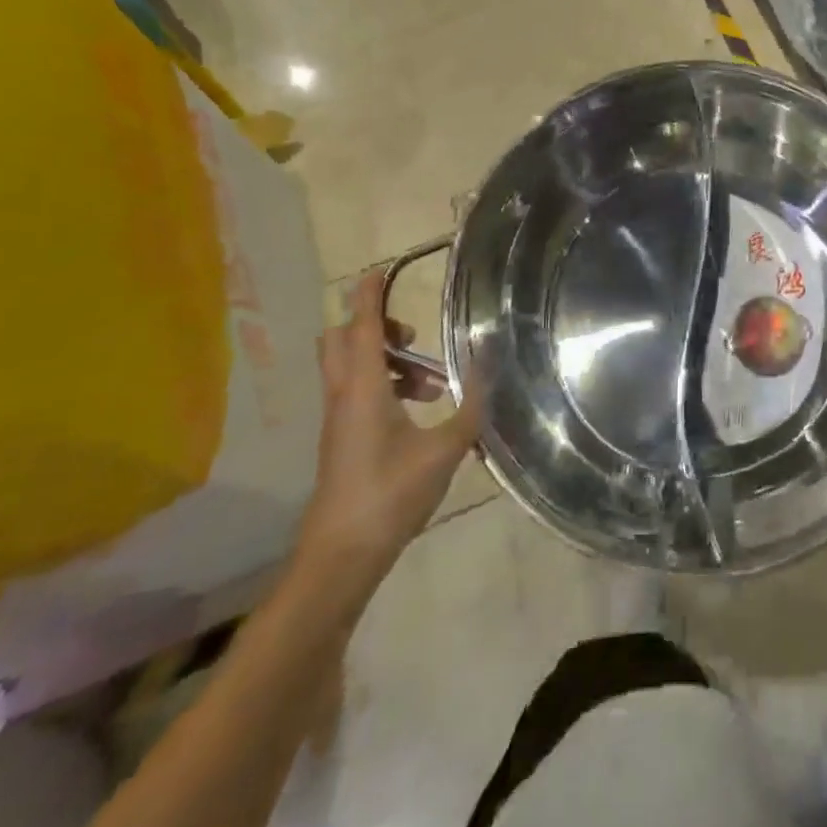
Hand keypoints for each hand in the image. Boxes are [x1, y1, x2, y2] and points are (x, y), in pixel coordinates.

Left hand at [294, 268, 483, 601]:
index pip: (363, 327)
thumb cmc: (390, 495)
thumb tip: (488, 367)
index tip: (376, 270)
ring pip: (351, 368)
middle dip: (376, 327)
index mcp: (363, 389)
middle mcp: (344, 396)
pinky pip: (356, 392)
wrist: (340, 557)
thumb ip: (470, 406)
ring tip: (432, 384)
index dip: (369, 296)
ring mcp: (338, 420)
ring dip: (387, 361)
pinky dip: (383, 386)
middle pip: (343, 341)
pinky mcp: (341, 440)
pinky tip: (419, 413)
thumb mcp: (444, 449)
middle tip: (413, 337)